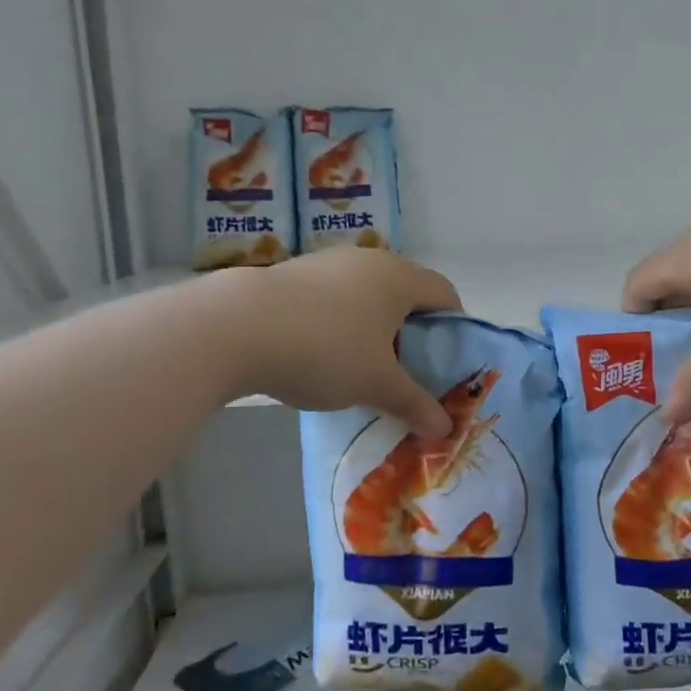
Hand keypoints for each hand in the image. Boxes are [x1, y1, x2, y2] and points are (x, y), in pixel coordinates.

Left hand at [237, 249, 462, 436]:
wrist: (235, 328)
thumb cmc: (326, 350)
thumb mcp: (376, 384)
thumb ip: (414, 403)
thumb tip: (445, 429)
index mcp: (399, 278)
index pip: (445, 294)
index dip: (454, 327)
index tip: (447, 362)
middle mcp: (369, 261)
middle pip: (407, 294)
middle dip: (413, 332)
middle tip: (408, 372)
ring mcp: (328, 264)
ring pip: (368, 296)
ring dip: (374, 329)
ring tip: (362, 368)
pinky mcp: (294, 274)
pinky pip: (334, 299)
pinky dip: (341, 324)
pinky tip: (321, 356)